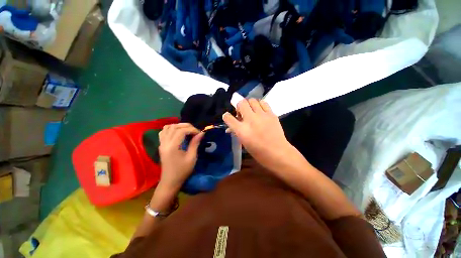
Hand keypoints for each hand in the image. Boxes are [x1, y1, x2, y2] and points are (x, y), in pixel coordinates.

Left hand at [158, 123, 203, 192]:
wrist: (170, 181)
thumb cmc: (182, 171)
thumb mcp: (191, 158)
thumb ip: (195, 143)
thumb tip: (201, 133)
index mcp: (172, 147)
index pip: (181, 131)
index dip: (192, 129)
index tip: (199, 133)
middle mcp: (165, 143)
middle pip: (174, 127)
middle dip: (186, 126)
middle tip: (195, 131)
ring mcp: (161, 144)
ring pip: (167, 127)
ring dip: (178, 126)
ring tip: (187, 130)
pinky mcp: (161, 145)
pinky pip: (163, 132)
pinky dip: (171, 129)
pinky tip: (177, 132)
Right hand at [222, 99, 296, 170]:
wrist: (278, 152)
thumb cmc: (258, 152)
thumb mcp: (244, 143)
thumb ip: (237, 132)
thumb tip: (231, 127)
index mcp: (242, 130)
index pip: (228, 118)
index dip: (226, 116)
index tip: (228, 117)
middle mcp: (250, 120)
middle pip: (241, 103)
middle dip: (238, 106)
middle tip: (242, 113)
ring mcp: (262, 115)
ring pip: (252, 100)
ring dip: (249, 104)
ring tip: (251, 111)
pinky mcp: (271, 114)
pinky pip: (263, 103)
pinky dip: (259, 105)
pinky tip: (260, 111)